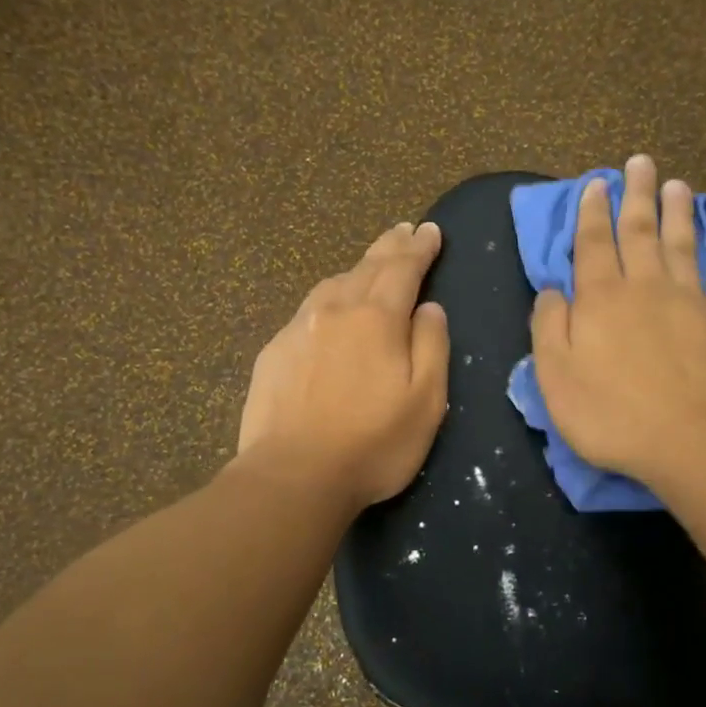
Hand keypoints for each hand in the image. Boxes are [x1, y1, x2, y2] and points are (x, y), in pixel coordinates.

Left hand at [237, 221, 450, 510]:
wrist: (293, 475)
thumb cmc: (373, 444)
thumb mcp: (426, 401)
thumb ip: (431, 346)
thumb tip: (429, 307)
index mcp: (377, 318)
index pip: (403, 268)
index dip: (419, 248)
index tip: (430, 231)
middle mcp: (335, 311)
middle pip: (366, 267)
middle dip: (389, 247)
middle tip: (403, 231)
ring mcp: (298, 329)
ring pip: (332, 285)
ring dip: (356, 270)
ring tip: (369, 266)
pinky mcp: (274, 353)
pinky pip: (307, 312)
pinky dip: (327, 301)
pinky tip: (327, 313)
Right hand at [531, 156, 705, 486]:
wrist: (689, 441)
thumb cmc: (610, 413)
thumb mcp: (555, 375)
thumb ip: (549, 326)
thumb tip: (552, 291)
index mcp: (601, 298)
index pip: (593, 243)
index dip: (592, 212)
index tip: (596, 183)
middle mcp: (646, 287)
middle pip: (640, 231)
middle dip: (637, 195)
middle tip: (640, 162)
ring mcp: (690, 301)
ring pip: (682, 245)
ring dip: (678, 213)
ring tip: (677, 185)